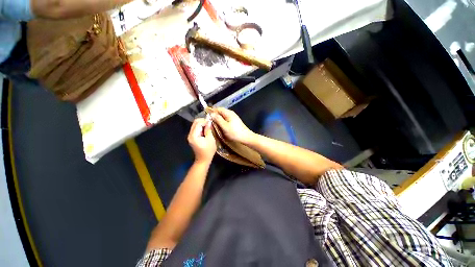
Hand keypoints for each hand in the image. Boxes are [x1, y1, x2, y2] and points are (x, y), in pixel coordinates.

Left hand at [188, 118, 216, 163]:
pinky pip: (196, 129)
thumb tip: (209, 121)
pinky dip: (201, 127)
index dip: (205, 121)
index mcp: (194, 135)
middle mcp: (190, 134)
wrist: (203, 159)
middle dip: (203, 121)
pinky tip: (206, 129)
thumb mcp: (210, 140)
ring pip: (195, 125)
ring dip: (202, 124)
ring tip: (209, 126)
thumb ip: (208, 130)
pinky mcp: (193, 137)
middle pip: (195, 123)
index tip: (211, 122)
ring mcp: (190, 136)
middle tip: (211, 123)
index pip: (198, 123)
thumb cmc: (208, 151)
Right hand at [210, 108, 254, 143]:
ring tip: (213, 123)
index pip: (218, 109)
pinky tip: (220, 126)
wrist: (246, 137)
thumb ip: (218, 119)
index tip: (206, 114)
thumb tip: (211, 113)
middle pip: (220, 112)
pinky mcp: (234, 121)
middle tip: (209, 120)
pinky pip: (226, 119)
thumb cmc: (235, 132)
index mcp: (228, 113)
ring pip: (223, 116)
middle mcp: (231, 113)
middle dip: (214, 115)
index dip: (211, 111)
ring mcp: (233, 117)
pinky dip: (222, 121)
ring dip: (218, 118)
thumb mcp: (225, 126)